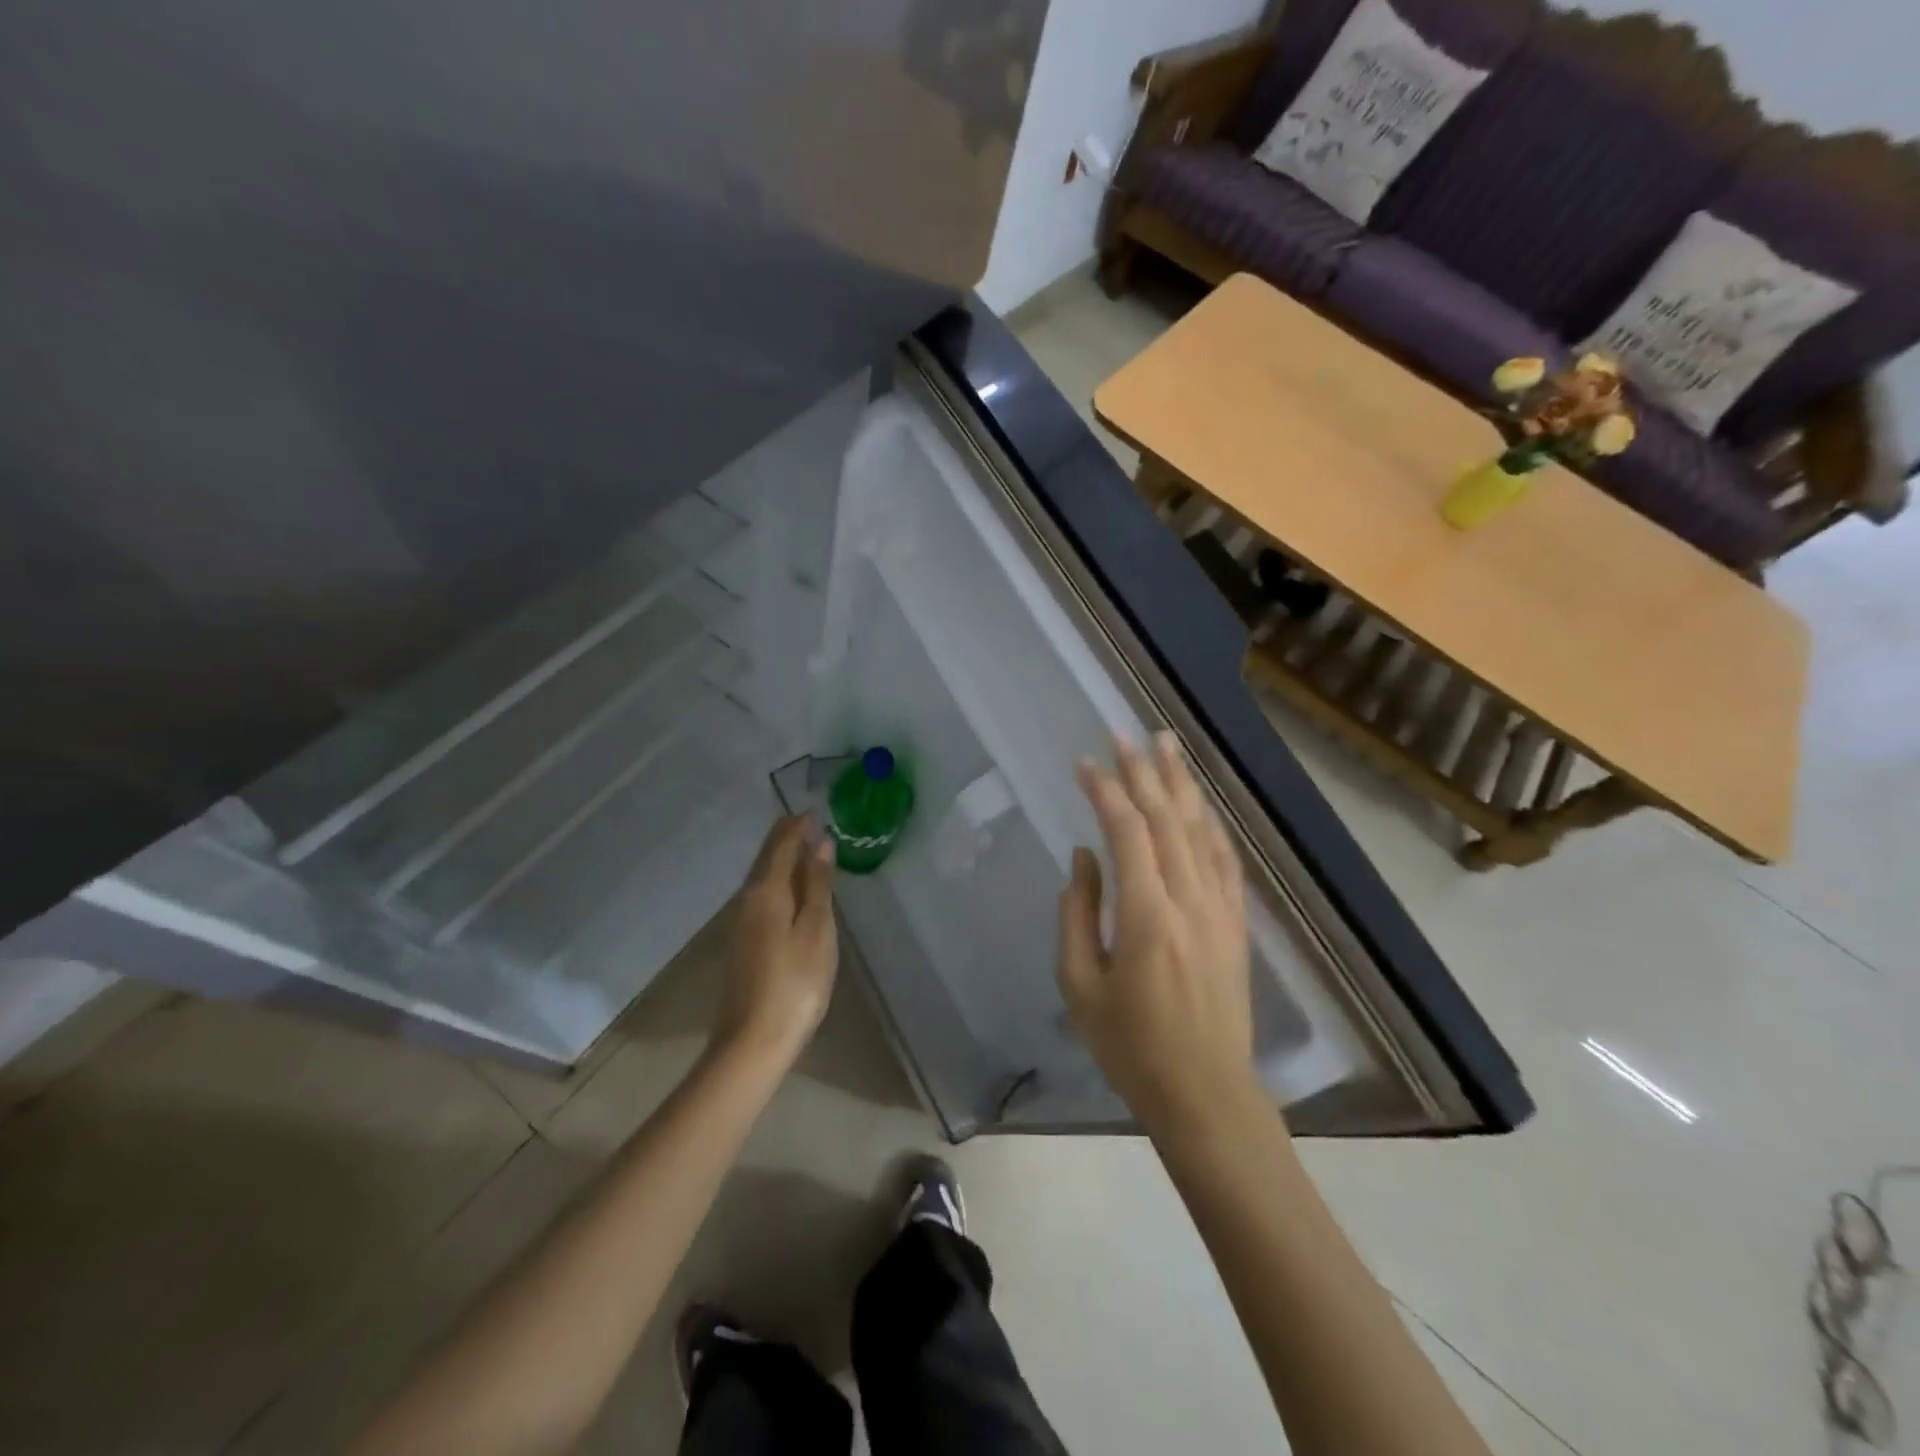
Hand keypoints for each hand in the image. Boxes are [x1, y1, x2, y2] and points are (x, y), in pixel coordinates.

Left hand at [716, 816, 837, 1065]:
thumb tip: (820, 844)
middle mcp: (746, 901)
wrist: (753, 1041)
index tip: (814, 811)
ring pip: (761, 879)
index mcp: (765, 892)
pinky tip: (791, 891)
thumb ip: (817, 885)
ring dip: (781, 860)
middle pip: (765, 859)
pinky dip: (778, 883)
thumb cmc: (795, 982)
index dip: (796, 826)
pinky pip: (761, 897)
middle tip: (808, 824)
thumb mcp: (816, 930)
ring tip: (805, 851)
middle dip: (786, 839)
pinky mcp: (742, 944)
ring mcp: (740, 924)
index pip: (779, 846)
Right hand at [1058, 735, 1257, 1133]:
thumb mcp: (1079, 984)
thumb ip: (1077, 912)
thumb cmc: (1131, 1046)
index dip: (1105, 791)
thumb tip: (1084, 857)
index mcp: (1146, 914)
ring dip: (1181, 783)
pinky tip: (1200, 803)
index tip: (1083, 764)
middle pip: (1167, 818)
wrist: (1206, 1093)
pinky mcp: (1236, 922)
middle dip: (1143, 771)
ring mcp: (1220, 908)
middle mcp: (1189, 899)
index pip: (1126, 831)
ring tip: (1166, 744)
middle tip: (1123, 733)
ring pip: (1200, 830)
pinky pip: (1224, 859)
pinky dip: (1210, 824)